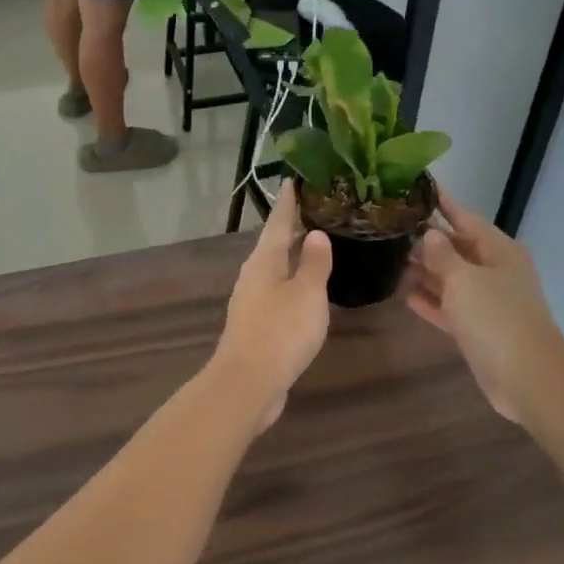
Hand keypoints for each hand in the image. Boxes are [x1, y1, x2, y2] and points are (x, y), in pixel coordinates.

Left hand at [213, 183, 332, 430]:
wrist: (248, 383)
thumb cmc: (281, 331)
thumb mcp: (306, 293)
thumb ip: (313, 263)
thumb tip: (314, 233)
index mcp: (264, 261)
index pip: (277, 223)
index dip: (287, 203)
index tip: (293, 181)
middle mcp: (254, 276)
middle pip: (273, 244)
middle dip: (290, 227)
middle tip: (313, 209)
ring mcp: (252, 302)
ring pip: (274, 269)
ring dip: (291, 255)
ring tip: (312, 244)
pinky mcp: (257, 325)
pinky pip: (277, 292)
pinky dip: (292, 282)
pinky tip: (305, 289)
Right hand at [406, 187, 563, 426]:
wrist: (527, 379)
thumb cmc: (496, 319)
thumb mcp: (464, 280)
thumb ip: (443, 255)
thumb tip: (430, 234)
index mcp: (498, 251)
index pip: (465, 218)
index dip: (442, 203)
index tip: (418, 187)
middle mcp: (494, 271)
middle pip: (457, 247)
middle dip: (427, 239)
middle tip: (391, 226)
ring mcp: (487, 301)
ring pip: (450, 278)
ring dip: (424, 270)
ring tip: (390, 257)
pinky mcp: (477, 328)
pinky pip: (449, 306)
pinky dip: (430, 300)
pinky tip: (403, 294)